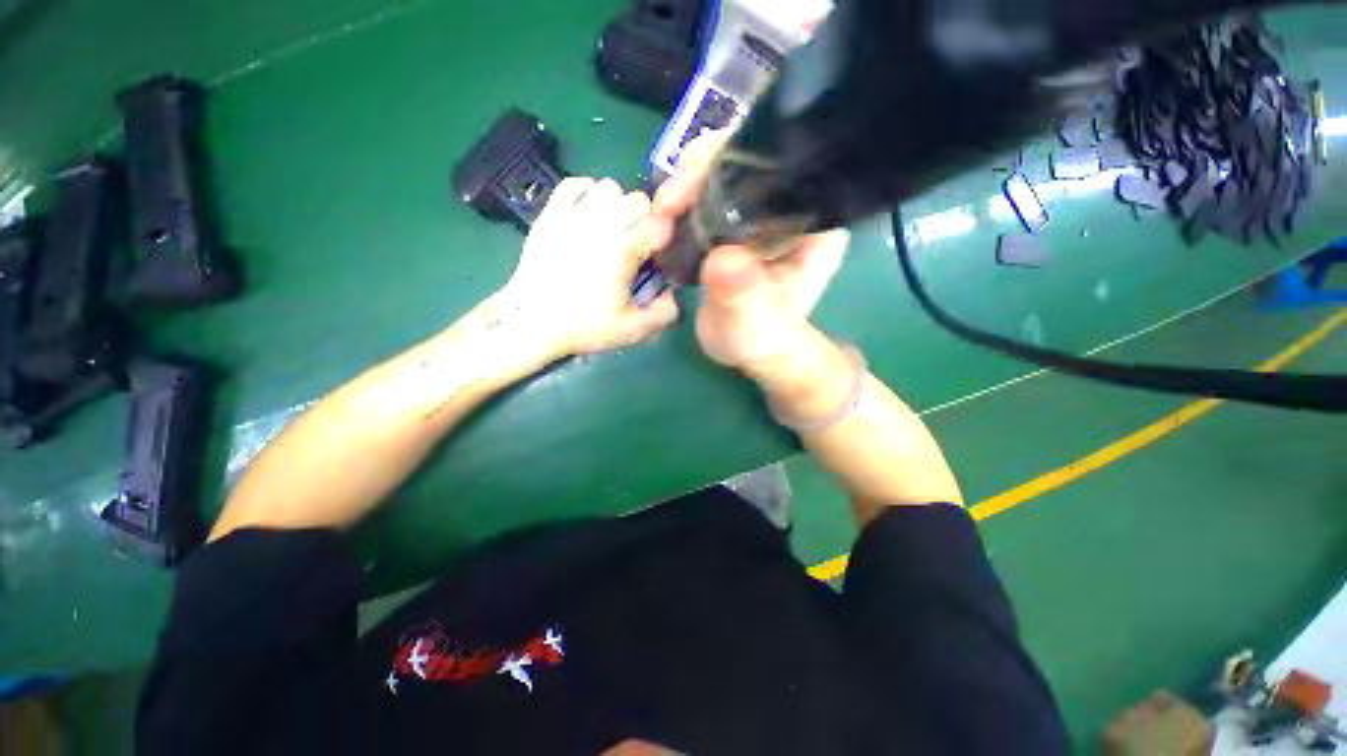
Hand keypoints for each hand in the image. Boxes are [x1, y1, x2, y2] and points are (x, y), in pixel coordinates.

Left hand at [503, 177, 678, 356]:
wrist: (533, 322)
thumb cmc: (584, 326)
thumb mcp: (632, 330)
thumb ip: (664, 314)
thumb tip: (672, 295)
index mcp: (624, 248)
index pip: (658, 222)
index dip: (662, 238)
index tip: (655, 257)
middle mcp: (601, 223)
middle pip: (637, 199)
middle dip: (644, 220)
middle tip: (636, 245)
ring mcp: (573, 215)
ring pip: (609, 186)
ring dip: (617, 204)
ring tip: (612, 228)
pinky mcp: (551, 214)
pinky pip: (575, 184)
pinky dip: (587, 192)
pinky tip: (588, 214)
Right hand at [648, 132, 849, 384]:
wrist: (746, 346)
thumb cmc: (761, 338)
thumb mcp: (754, 324)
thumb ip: (743, 296)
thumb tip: (722, 260)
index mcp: (813, 222)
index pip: (783, 163)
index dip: (736, 159)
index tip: (694, 187)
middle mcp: (789, 205)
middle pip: (744, 156)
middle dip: (698, 173)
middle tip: (666, 209)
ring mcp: (758, 210)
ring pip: (717, 169)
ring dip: (680, 189)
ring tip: (659, 224)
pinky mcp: (733, 220)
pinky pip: (703, 193)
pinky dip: (677, 204)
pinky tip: (662, 227)